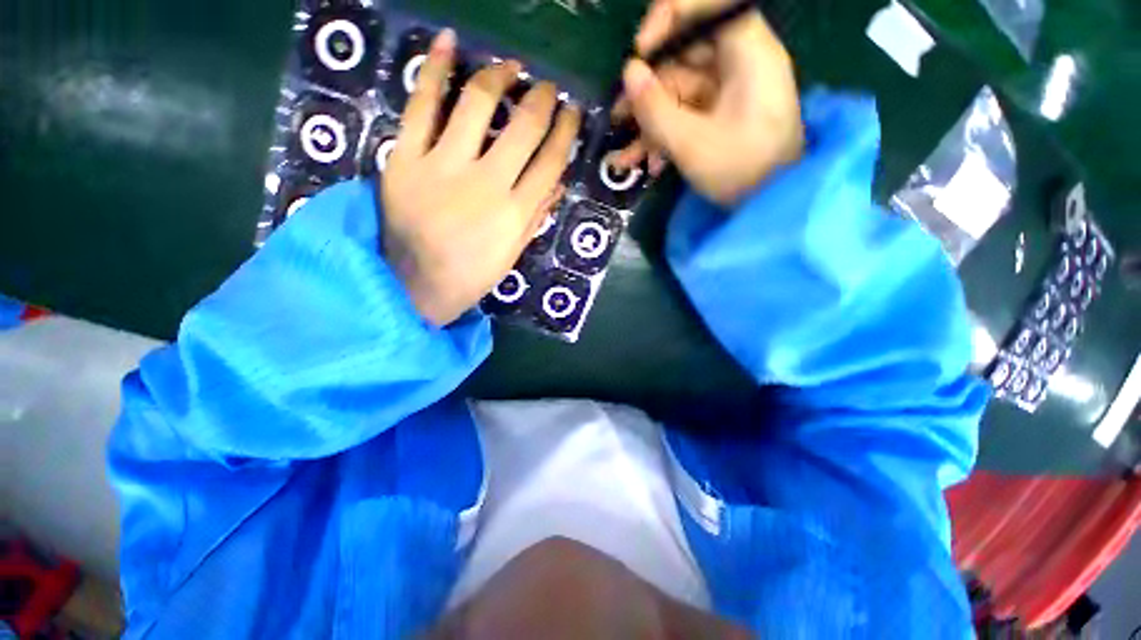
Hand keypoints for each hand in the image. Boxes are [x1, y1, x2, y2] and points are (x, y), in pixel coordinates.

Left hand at [381, 29, 581, 326]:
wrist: (412, 286)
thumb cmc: (470, 276)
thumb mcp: (512, 254)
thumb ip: (535, 216)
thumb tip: (559, 183)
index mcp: (515, 213)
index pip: (551, 161)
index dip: (566, 131)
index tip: (572, 112)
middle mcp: (486, 183)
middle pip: (524, 127)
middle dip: (542, 100)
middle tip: (547, 88)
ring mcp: (444, 166)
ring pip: (477, 104)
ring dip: (499, 76)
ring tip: (510, 67)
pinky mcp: (406, 158)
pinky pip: (421, 105)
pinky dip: (434, 70)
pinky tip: (450, 43)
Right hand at [613, 0, 803, 205]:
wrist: (768, 206)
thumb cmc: (740, 171)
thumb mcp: (691, 143)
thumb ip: (655, 108)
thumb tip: (628, 74)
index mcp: (747, 53)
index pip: (708, 8)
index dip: (669, 19)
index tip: (639, 52)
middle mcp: (739, 65)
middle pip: (685, 56)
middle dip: (647, 89)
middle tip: (618, 116)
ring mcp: (728, 94)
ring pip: (678, 94)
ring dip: (649, 124)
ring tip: (624, 156)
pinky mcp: (719, 119)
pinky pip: (685, 116)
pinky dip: (664, 137)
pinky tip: (644, 163)